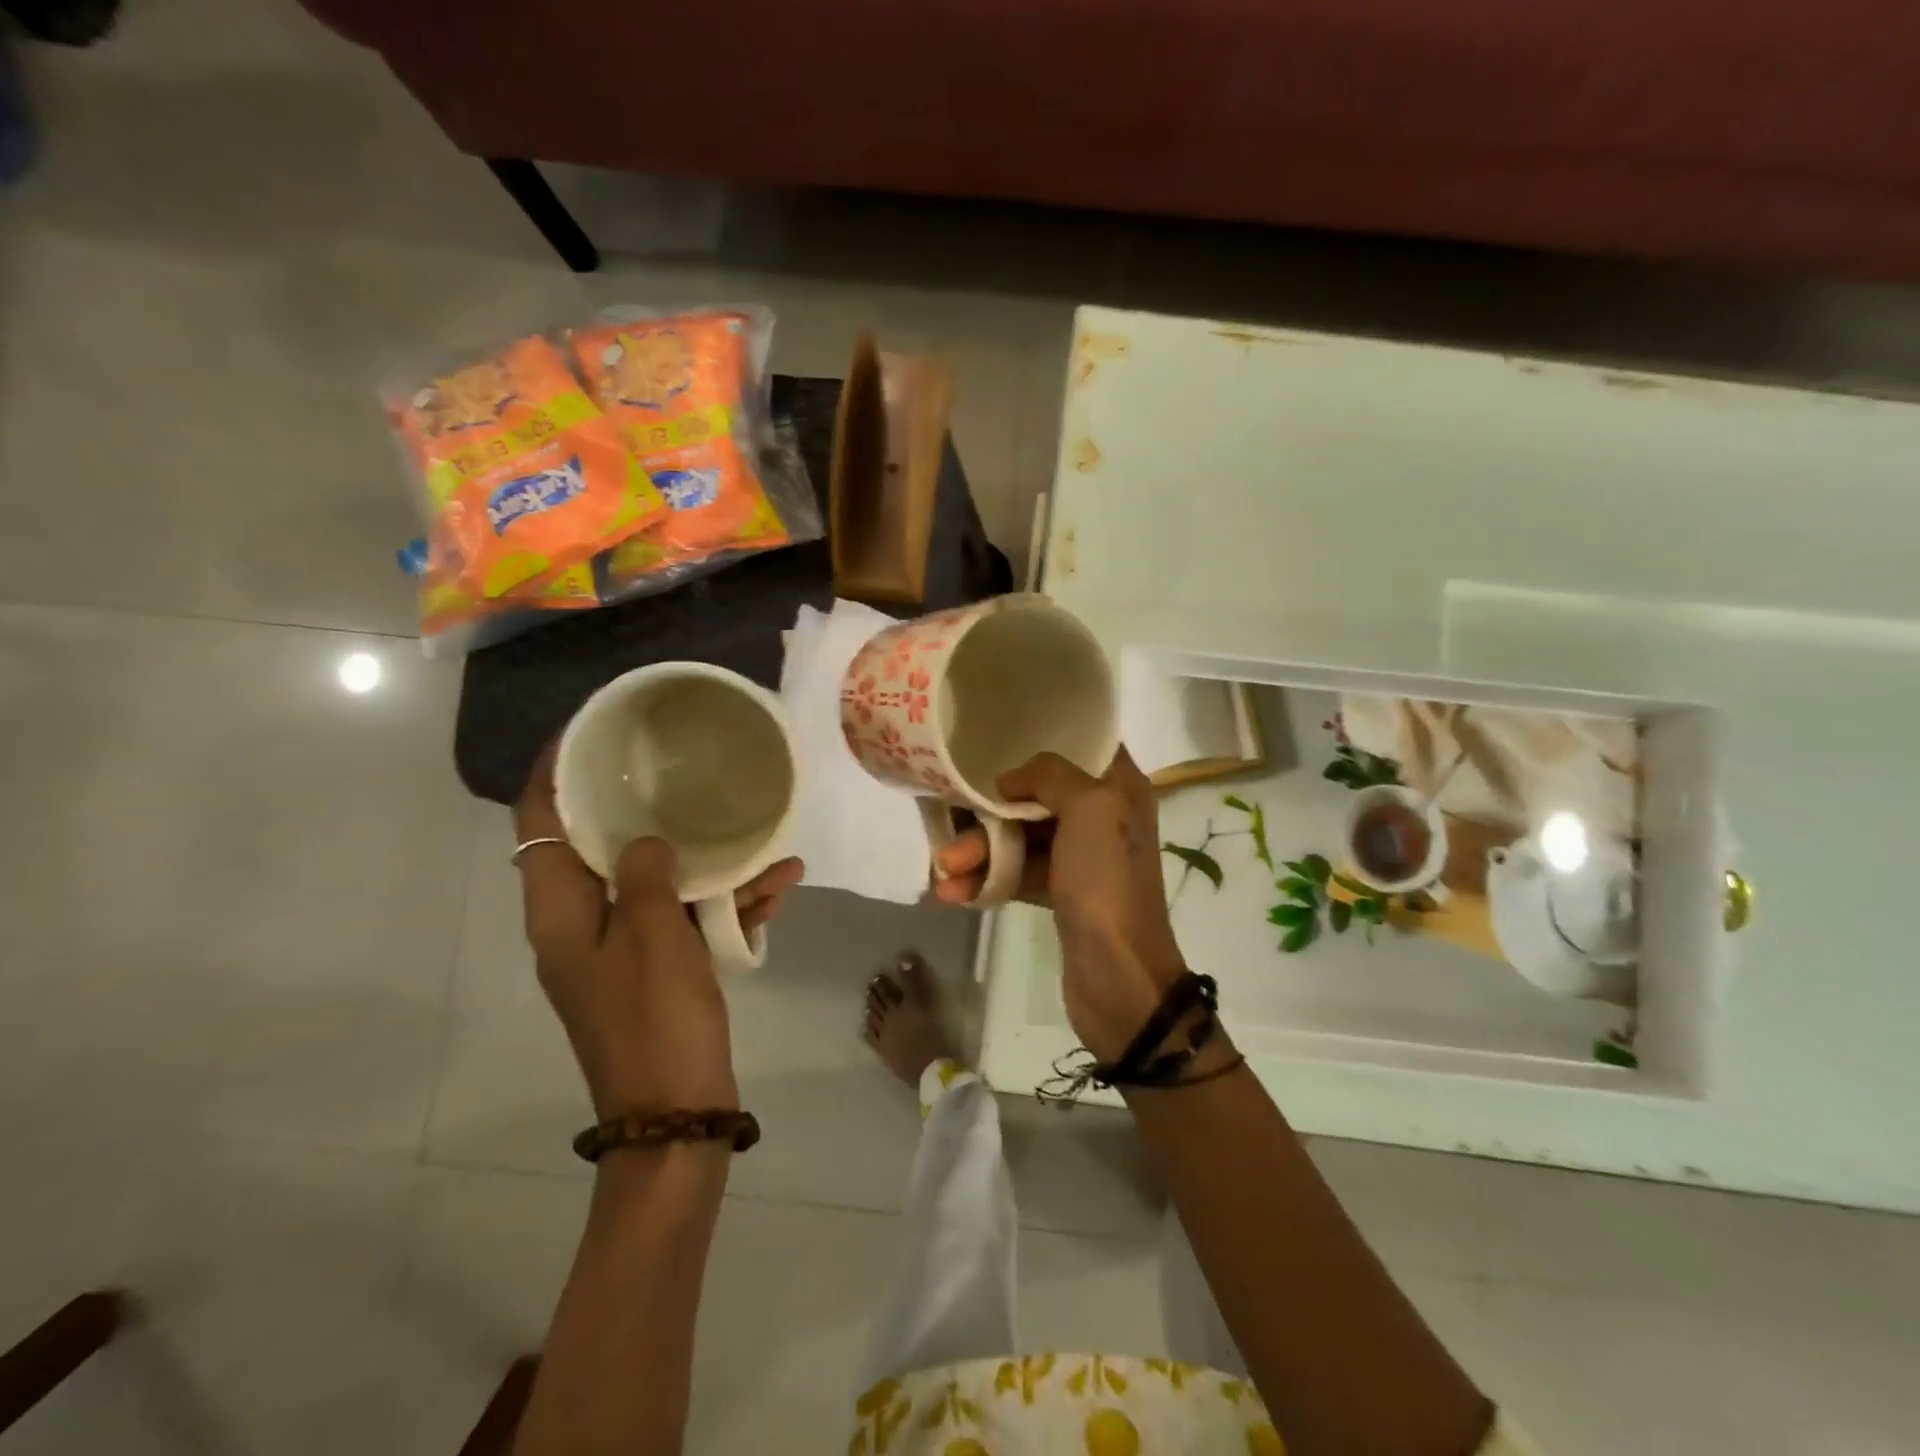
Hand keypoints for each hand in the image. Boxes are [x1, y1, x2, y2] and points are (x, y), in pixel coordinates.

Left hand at [514, 745, 804, 1115]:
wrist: (677, 1114)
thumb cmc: (655, 1022)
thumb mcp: (652, 939)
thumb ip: (646, 876)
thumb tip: (647, 840)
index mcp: (561, 913)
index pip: (540, 825)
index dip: (551, 773)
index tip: (585, 732)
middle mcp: (584, 922)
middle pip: (600, 844)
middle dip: (639, 804)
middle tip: (677, 765)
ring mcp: (624, 946)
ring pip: (657, 878)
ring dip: (705, 857)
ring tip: (758, 830)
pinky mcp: (660, 966)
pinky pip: (689, 915)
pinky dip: (728, 899)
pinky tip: (782, 881)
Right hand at [933, 748, 1184, 1060]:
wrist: (1121, 978)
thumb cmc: (1107, 882)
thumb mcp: (1088, 809)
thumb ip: (1049, 776)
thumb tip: (1010, 781)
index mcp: (1118, 787)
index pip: (1078, 746)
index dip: (1036, 744)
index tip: (991, 745)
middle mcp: (1101, 814)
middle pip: (1036, 796)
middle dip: (990, 813)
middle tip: (950, 827)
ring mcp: (1081, 856)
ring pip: (1021, 837)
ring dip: (980, 851)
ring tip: (944, 871)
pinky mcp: (1061, 892)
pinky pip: (1018, 872)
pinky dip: (989, 879)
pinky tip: (955, 893)